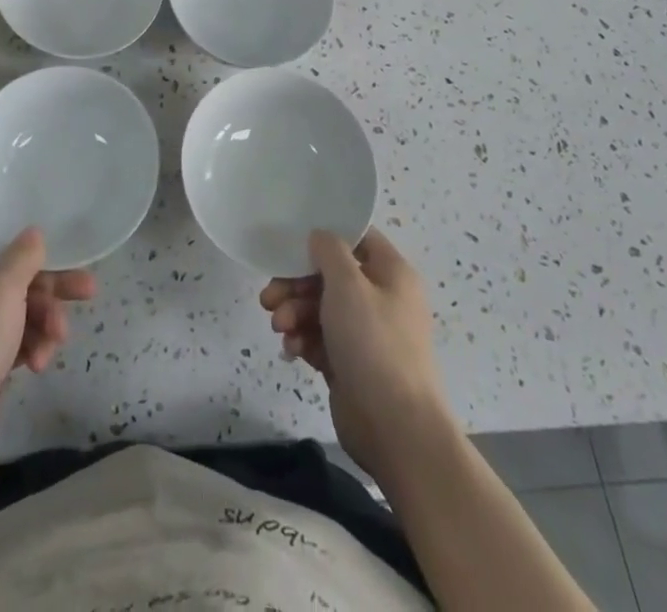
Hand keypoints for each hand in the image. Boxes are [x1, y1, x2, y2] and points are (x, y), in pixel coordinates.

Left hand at [0, 153, 95, 476]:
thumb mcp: (1, 296)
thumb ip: (22, 259)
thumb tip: (35, 235)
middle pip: (6, 260)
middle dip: (45, 272)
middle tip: (83, 274)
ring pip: (18, 299)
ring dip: (45, 314)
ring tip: (64, 332)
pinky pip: (16, 331)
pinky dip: (32, 342)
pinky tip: (42, 362)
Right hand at [260, 227, 447, 480]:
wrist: (396, 429)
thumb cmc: (374, 344)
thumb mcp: (348, 284)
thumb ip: (329, 251)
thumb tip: (320, 237)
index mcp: (392, 274)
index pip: (357, 239)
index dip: (326, 237)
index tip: (293, 243)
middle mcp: (381, 299)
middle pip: (331, 276)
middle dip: (296, 284)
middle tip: (270, 296)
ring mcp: (366, 334)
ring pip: (321, 308)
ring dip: (294, 312)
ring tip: (279, 328)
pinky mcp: (350, 364)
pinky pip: (320, 339)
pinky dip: (303, 339)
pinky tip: (291, 350)